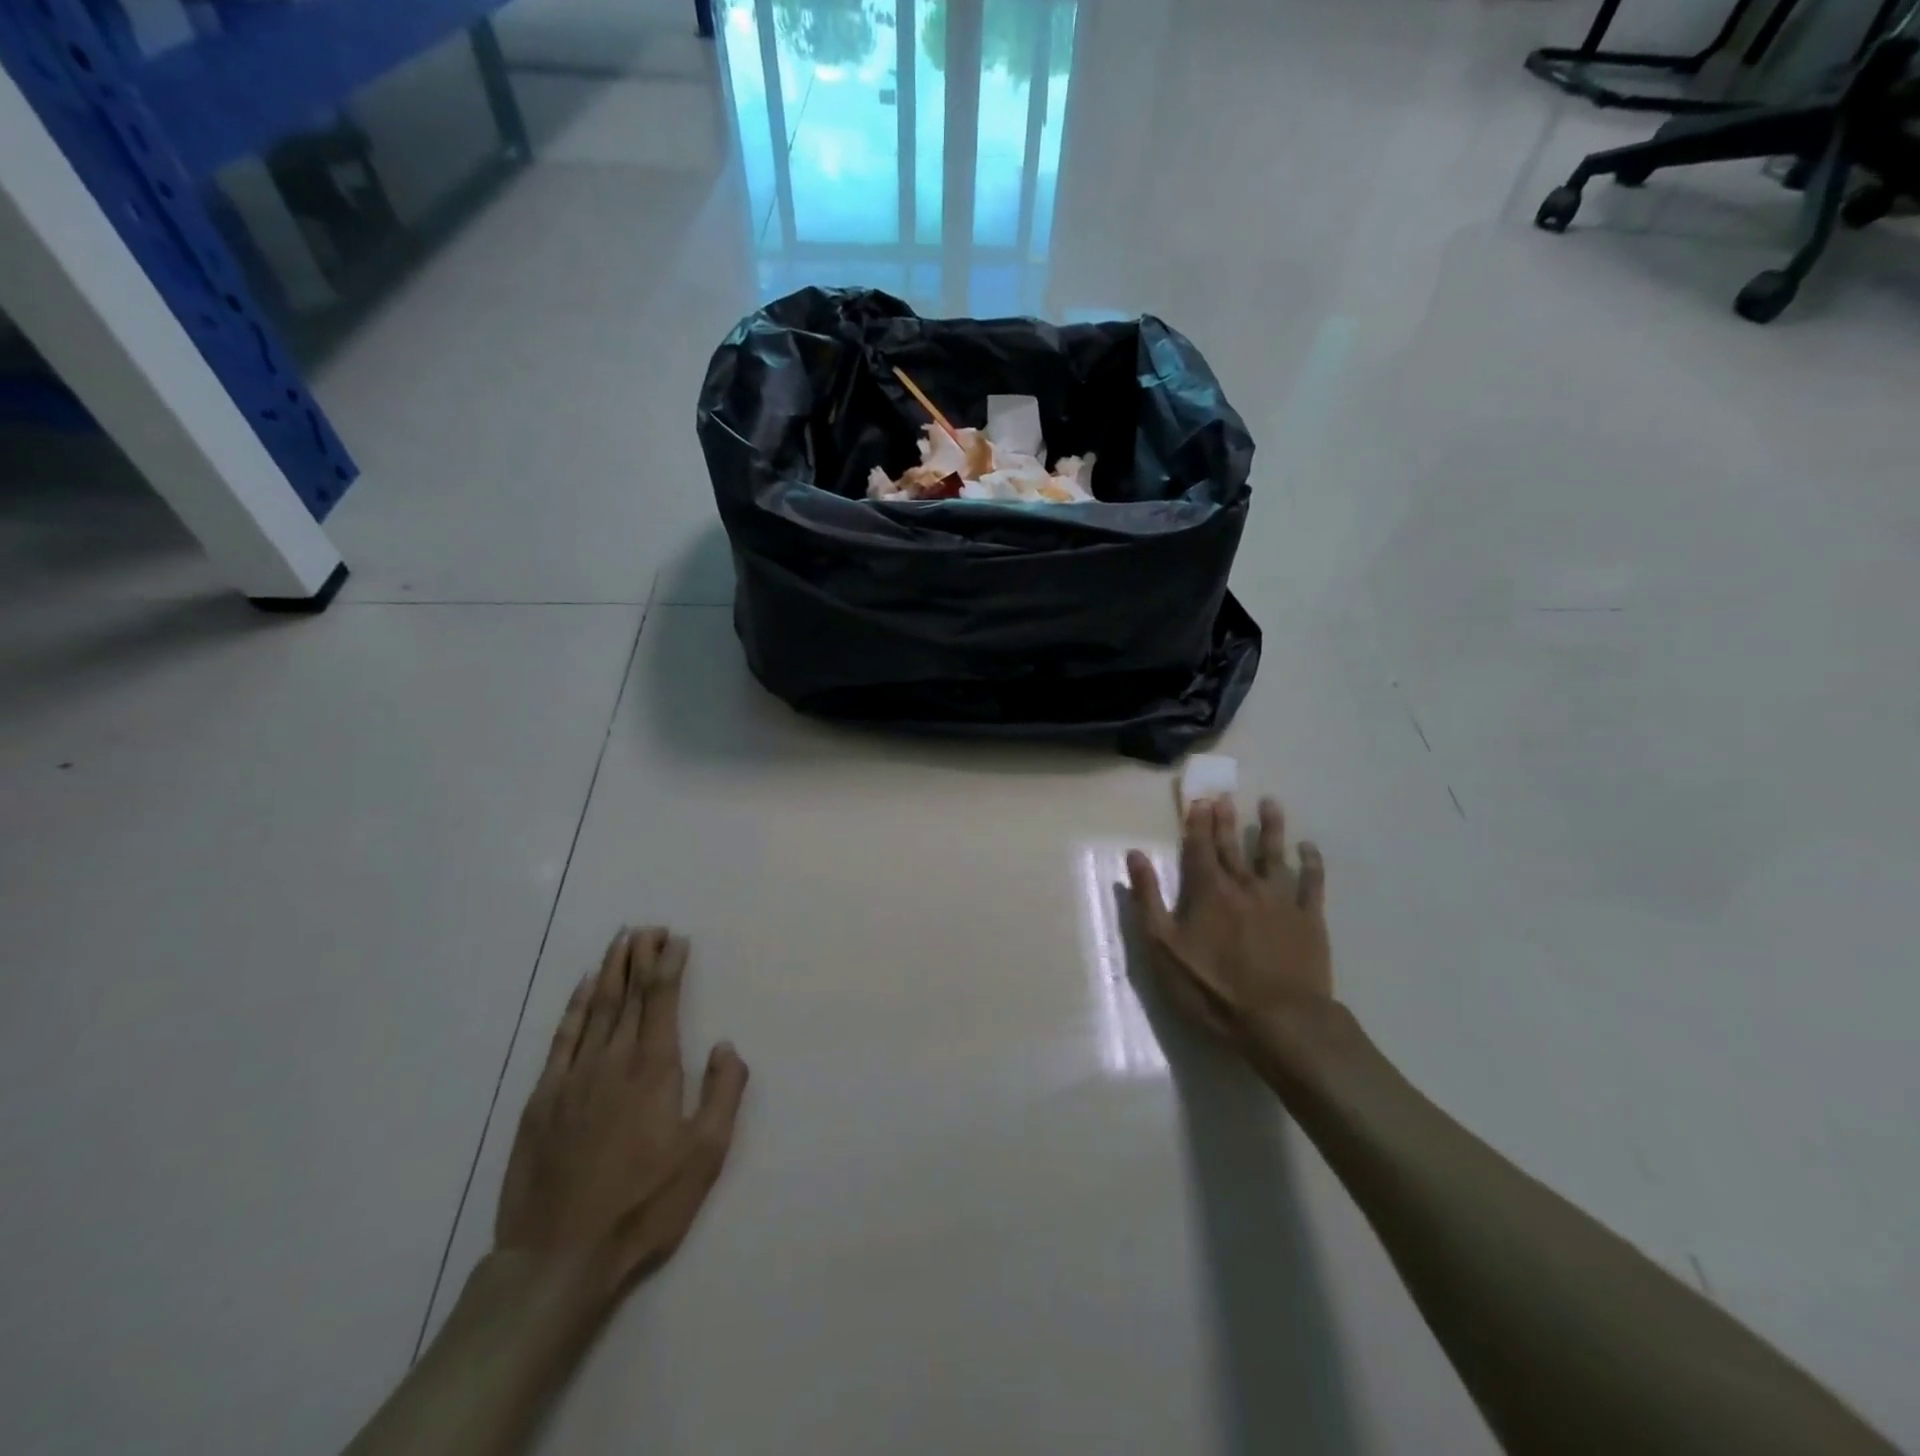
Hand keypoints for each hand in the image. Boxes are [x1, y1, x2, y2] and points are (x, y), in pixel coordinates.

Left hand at [494, 927, 748, 1295]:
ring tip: (621, 941)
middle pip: (627, 993)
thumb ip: (723, 1092)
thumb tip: (725, 1045)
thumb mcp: (705, 1154)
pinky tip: (581, 988)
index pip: (661, 998)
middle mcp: (612, 1060)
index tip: (676, 938)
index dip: (669, 964)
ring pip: (593, 1008)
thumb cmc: (644, 1205)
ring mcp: (572, 1078)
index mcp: (654, 1068)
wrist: (559, 1258)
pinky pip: (561, 1039)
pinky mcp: (542, 1100)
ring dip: (609, 970)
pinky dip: (572, 1007)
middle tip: (649, 927)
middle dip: (640, 956)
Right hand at [1127, 797, 1331, 1055]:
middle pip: (1233, 846)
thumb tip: (1135, 856)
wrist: (1280, 1020)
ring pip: (1273, 855)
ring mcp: (1280, 900)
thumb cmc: (1212, 988)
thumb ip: (1148, 899)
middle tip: (1225, 795)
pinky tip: (1309, 848)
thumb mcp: (1164, 949)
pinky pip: (1312, 883)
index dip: (1197, 824)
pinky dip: (1311, 862)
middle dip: (1226, 820)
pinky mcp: (1309, 919)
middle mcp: (1244, 885)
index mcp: (1208, 891)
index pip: (1199, 848)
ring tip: (1270, 804)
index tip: (1199, 801)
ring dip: (1270, 828)